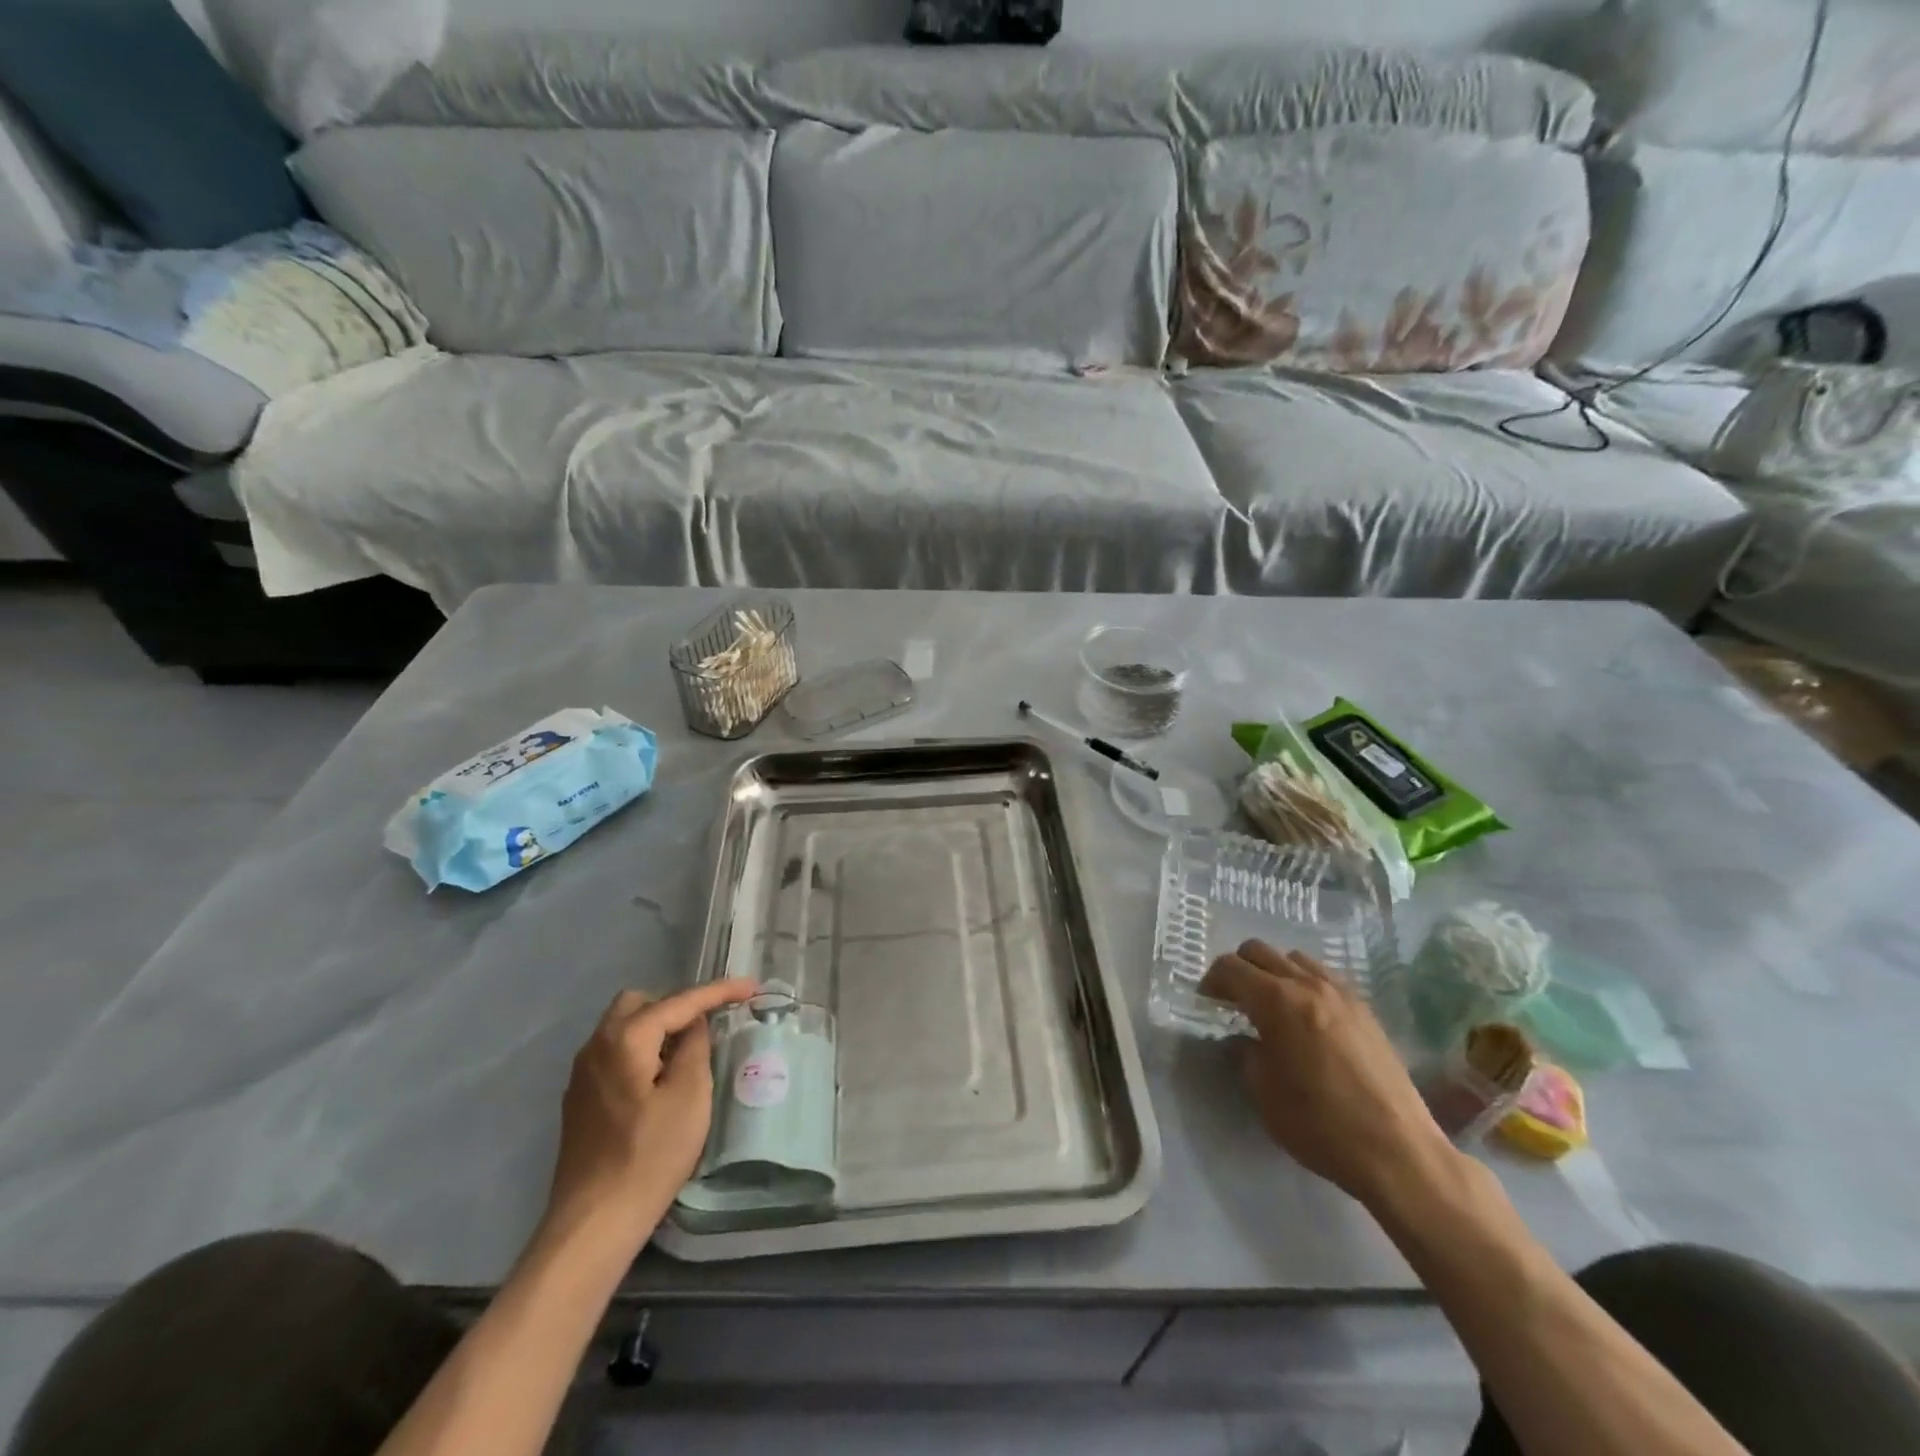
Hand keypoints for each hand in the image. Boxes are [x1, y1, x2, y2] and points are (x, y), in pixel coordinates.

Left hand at [546, 979, 758, 1248]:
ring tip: (688, 1055)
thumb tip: (694, 1026)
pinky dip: (641, 1052)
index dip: (718, 991)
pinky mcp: (579, 1100)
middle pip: (641, 1003)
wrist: (593, 1224)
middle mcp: (596, 1046)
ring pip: (624, 1028)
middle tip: (708, 1026)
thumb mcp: (690, 1097)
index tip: (751, 987)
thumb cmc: (650, 1156)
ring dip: (658, 1029)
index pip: (679, 1001)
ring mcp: (582, 1074)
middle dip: (678, 1006)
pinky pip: (615, 1054)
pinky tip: (659, 1082)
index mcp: (625, 1039)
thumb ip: (695, 1048)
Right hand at [1201, 941, 1456, 1209]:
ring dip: (1274, 972)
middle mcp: (1307, 984)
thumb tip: (1240, 1039)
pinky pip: (1324, 976)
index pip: (1230, 967)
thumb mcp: (1263, 1093)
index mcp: (1276, 1001)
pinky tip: (1307, 1017)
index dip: (1211, 980)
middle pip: (1259, 950)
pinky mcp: (1364, 1009)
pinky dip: (1304, 983)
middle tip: (1233, 1001)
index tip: (1207, 1002)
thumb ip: (1244, 1054)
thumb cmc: (1319, 1124)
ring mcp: (1341, 993)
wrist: (1397, 1151)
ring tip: (1272, 1006)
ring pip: (1294, 958)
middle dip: (1239, 969)